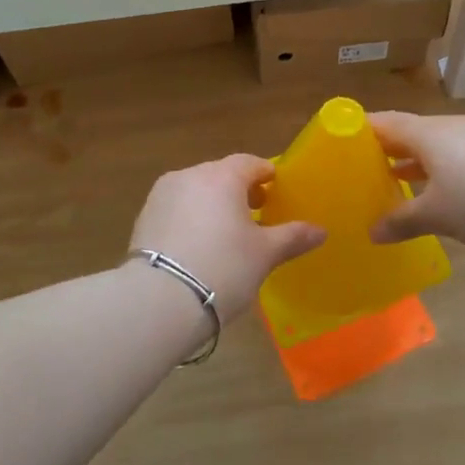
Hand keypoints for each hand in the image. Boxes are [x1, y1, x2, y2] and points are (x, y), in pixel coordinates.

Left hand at [130, 154, 324, 321]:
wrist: (159, 301)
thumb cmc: (224, 268)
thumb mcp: (265, 254)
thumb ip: (293, 237)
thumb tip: (321, 231)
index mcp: (222, 177)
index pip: (250, 163)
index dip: (266, 175)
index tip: (276, 192)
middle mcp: (189, 176)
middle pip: (220, 175)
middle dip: (239, 191)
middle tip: (255, 216)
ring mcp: (161, 196)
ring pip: (196, 192)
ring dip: (212, 205)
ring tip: (226, 235)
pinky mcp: (143, 219)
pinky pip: (176, 210)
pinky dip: (190, 220)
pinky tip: (199, 247)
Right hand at [369, 112, 464, 249]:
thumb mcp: (436, 215)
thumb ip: (401, 221)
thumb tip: (373, 232)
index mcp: (428, 133)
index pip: (385, 122)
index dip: (361, 129)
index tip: (341, 139)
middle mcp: (452, 126)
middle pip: (411, 131)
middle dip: (388, 149)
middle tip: (365, 167)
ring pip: (438, 144)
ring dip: (417, 161)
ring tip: (397, 179)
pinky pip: (460, 154)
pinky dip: (443, 168)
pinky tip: (443, 190)